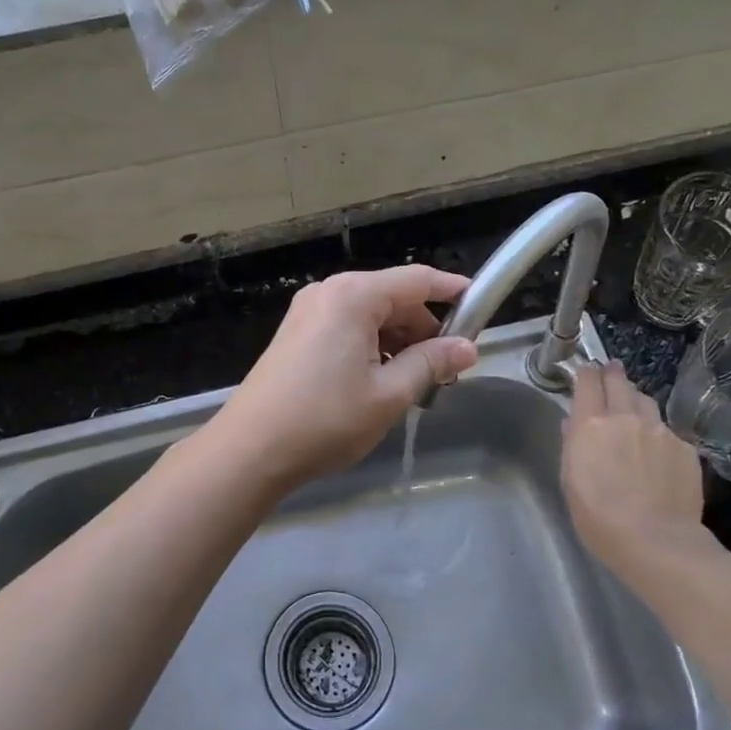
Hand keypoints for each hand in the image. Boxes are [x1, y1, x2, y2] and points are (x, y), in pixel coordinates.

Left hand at [211, 266, 478, 491]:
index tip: (480, 308)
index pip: (417, 279)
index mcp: (354, 296)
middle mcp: (329, 292)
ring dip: (397, 342)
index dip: (453, 292)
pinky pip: (346, 327)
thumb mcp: (389, 394)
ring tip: (413, 384)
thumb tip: (468, 348)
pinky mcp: (295, 334)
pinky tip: (378, 382)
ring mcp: (307, 311)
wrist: (249, 450)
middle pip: (392, 297)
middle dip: (423, 329)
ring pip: (369, 315)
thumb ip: (431, 364)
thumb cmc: (325, 420)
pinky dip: (370, 347)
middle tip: (445, 371)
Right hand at [561, 360, 714, 574]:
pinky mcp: (685, 447)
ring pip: (646, 401)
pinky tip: (657, 452)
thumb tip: (574, 425)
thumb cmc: (599, 518)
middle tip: (611, 370)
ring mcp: (659, 430)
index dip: (586, 374)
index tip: (586, 372)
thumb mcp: (570, 482)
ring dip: (636, 400)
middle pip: (619, 382)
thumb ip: (573, 446)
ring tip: (634, 408)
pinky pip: (667, 430)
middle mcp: (626, 418)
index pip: (587, 382)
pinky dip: (658, 433)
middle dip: (612, 373)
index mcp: (591, 425)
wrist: (656, 541)